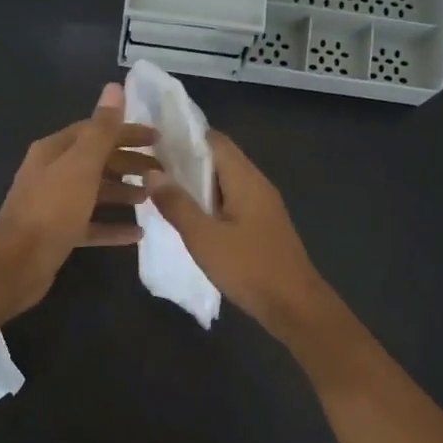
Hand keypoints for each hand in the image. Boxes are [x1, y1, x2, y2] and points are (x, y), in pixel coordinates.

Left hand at [0, 83, 156, 316]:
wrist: (18, 263)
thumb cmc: (52, 210)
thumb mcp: (81, 165)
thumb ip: (101, 129)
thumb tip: (114, 87)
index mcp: (54, 151)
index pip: (95, 131)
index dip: (126, 132)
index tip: (158, 139)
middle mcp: (52, 173)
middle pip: (96, 161)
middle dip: (128, 163)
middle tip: (160, 171)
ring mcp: (54, 205)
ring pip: (94, 192)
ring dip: (123, 192)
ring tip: (151, 197)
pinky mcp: (59, 233)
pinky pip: (92, 225)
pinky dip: (113, 227)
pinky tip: (137, 234)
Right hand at [145, 130, 334, 338]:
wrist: (293, 305)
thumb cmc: (248, 267)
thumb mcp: (204, 237)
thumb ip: (177, 204)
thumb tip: (151, 172)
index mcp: (246, 179)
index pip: (214, 140)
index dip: (184, 136)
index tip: (153, 139)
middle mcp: (257, 185)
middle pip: (220, 159)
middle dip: (186, 160)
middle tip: (149, 165)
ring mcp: (262, 206)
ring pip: (225, 183)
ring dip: (196, 183)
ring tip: (161, 188)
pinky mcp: (261, 226)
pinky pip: (231, 202)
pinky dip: (208, 202)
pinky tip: (188, 216)